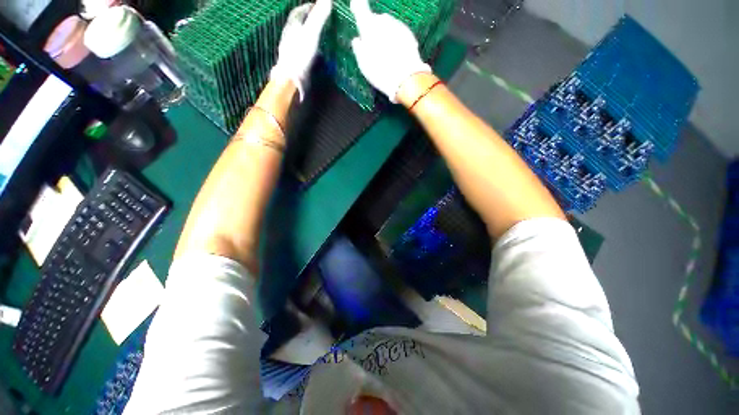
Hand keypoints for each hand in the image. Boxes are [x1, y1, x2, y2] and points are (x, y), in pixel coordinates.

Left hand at [271, 0, 331, 99]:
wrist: (292, 79)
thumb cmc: (300, 54)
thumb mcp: (311, 33)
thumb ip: (318, 17)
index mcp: (292, 28)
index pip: (298, 13)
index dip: (308, 7)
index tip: (317, 6)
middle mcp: (289, 38)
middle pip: (298, 26)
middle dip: (308, 22)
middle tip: (320, 22)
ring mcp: (291, 52)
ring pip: (300, 40)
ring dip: (309, 37)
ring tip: (319, 38)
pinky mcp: (295, 64)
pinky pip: (302, 53)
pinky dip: (309, 51)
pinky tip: (315, 56)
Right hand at [350, 0, 430, 102]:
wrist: (405, 78)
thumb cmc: (381, 72)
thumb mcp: (364, 65)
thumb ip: (359, 49)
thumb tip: (357, 41)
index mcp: (369, 27)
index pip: (361, 9)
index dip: (358, 7)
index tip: (356, 5)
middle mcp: (384, 22)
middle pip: (377, 20)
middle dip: (375, 29)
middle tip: (373, 47)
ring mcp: (398, 26)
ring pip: (389, 26)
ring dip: (386, 35)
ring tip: (386, 55)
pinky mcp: (409, 34)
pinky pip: (399, 33)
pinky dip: (396, 41)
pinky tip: (395, 56)